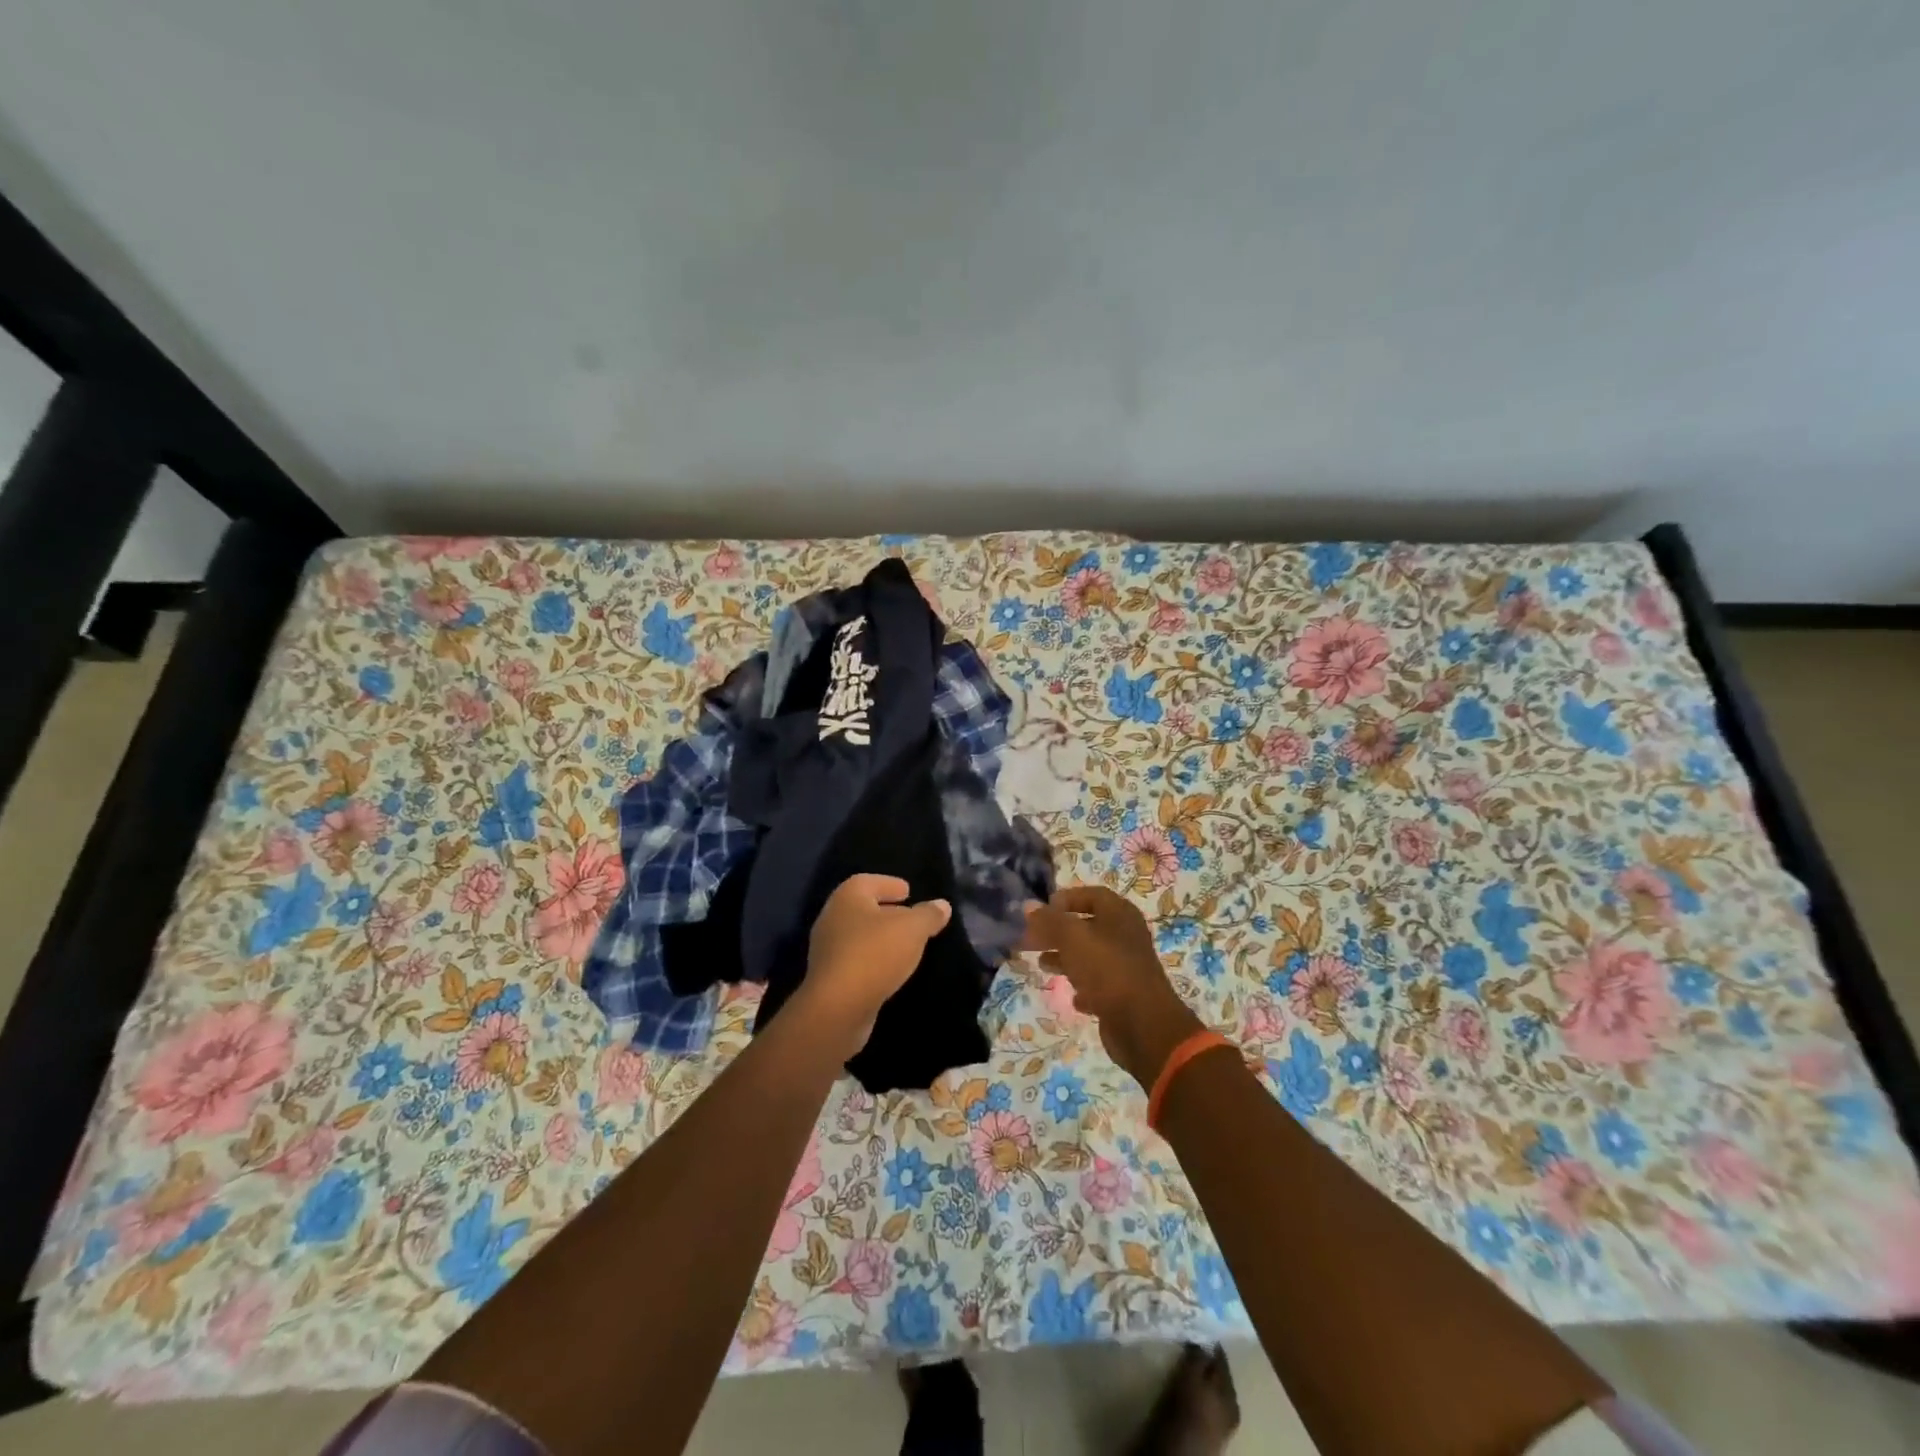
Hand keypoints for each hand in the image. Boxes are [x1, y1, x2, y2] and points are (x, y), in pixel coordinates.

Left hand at [796, 875, 950, 1058]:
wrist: (838, 1007)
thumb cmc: (875, 954)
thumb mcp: (913, 929)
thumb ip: (928, 915)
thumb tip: (942, 905)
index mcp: (848, 897)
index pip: (869, 881)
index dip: (889, 884)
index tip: (908, 891)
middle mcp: (832, 917)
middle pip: (863, 908)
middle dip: (887, 911)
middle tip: (911, 917)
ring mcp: (827, 949)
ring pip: (859, 935)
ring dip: (881, 938)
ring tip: (906, 945)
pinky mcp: (829, 977)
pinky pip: (856, 959)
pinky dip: (873, 960)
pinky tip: (891, 969)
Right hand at [1022, 885, 1205, 1086]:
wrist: (1143, 1024)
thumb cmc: (1107, 970)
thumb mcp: (1072, 938)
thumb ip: (1049, 921)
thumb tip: (1028, 905)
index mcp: (1119, 914)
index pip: (1092, 895)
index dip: (1066, 899)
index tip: (1041, 911)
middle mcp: (1126, 936)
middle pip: (1087, 926)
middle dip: (1057, 931)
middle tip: (1030, 939)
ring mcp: (1126, 966)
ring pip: (1090, 955)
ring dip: (1065, 958)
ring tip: (1042, 964)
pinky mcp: (1124, 994)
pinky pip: (1099, 985)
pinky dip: (1083, 987)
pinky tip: (1072, 997)